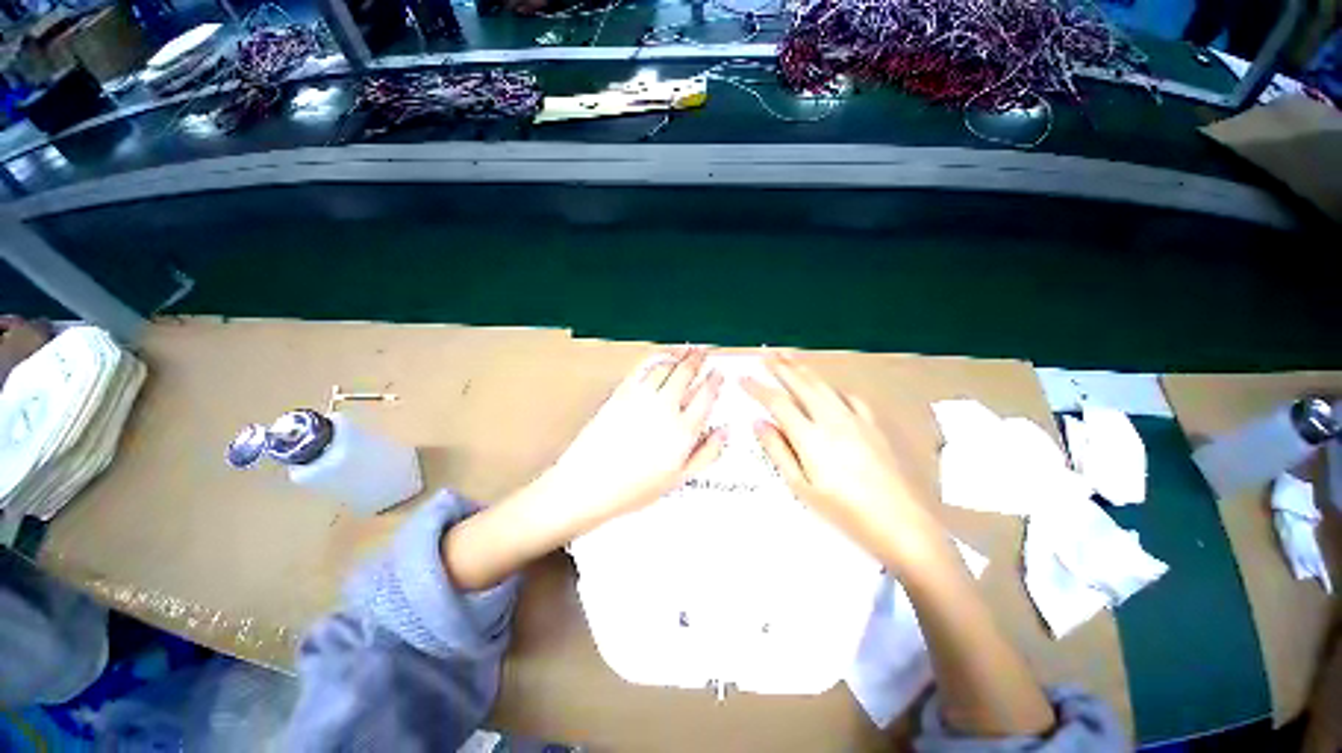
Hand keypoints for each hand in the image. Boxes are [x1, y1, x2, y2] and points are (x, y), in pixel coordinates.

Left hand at [540, 346, 725, 537]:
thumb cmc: (632, 487)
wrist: (588, 484)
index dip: (714, 381)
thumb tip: (723, 433)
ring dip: (678, 355)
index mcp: (683, 430)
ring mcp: (642, 398)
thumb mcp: (678, 479)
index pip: (706, 396)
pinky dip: (654, 359)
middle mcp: (665, 409)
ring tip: (685, 350)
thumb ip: (706, 454)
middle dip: (697, 360)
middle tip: (702, 352)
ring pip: (665, 367)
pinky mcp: (621, 394)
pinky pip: (642, 369)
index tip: (717, 375)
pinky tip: (659, 357)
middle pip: (686, 374)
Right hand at [743, 352, 949, 574]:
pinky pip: (849, 397)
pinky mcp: (873, 425)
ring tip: (789, 357)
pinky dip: (833, 387)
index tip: (743, 378)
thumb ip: (778, 451)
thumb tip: (759, 422)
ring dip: (804, 369)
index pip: (777, 402)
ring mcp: (855, 419)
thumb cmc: (844, 512)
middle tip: (766, 353)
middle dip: (781, 367)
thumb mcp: (801, 488)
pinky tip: (829, 388)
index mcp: (810, 436)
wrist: (902, 523)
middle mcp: (831, 419)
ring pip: (823, 385)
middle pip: (801, 384)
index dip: (758, 388)